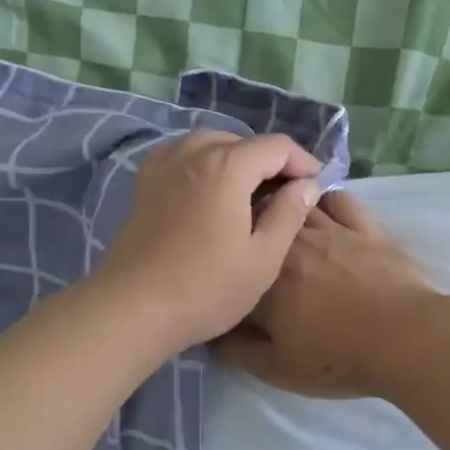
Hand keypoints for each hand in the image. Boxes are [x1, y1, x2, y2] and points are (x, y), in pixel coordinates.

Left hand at [93, 130, 322, 354]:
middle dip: (268, 161)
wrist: (134, 308)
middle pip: (241, 141)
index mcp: (227, 166)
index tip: (315, 186)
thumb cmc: (207, 287)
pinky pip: (181, 157)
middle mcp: (193, 153)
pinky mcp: (144, 184)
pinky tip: (208, 192)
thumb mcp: (263, 257)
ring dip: (234, 159)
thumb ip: (289, 214)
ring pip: (208, 144)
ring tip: (248, 192)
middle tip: (285, 195)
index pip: (276, 146)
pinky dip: (202, 164)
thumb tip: (307, 185)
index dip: (302, 162)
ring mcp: (163, 166)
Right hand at [215, 190, 438, 397]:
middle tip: (248, 236)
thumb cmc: (338, 357)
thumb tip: (211, 332)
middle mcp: (292, 243)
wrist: (406, 339)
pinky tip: (320, 205)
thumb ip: (236, 350)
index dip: (226, 265)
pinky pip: (339, 200)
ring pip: (297, 203)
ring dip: (283, 205)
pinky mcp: (365, 227)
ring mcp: (331, 229)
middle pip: (261, 220)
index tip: (224, 274)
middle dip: (250, 224)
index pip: (234, 261)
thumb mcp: (277, 368)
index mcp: (265, 277)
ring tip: (277, 213)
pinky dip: (324, 198)